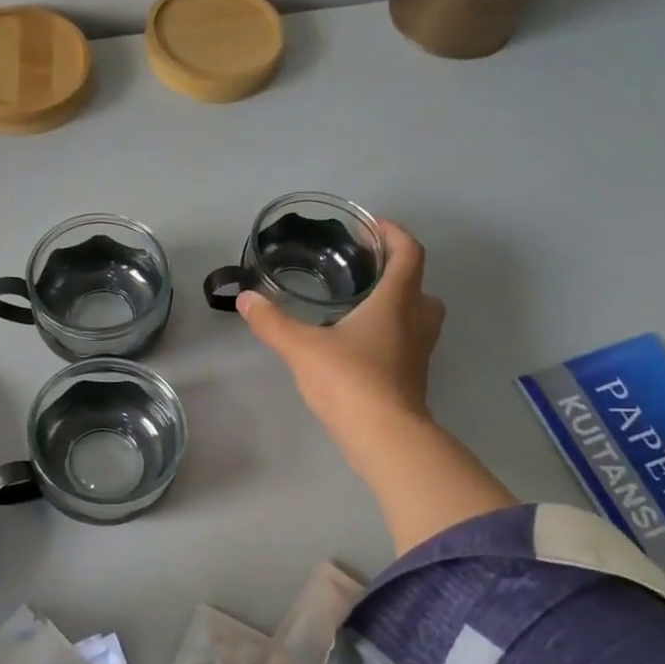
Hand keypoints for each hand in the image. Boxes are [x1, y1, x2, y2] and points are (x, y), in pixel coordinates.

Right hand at [236, 220, 444, 468]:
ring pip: (418, 316)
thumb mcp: (302, 348)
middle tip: (363, 271)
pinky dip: (390, 334)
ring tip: (359, 306)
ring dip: (397, 304)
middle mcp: (416, 321)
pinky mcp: (413, 378)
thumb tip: (246, 298)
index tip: (371, 227)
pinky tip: (358, 345)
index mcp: (397, 301)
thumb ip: (273, 322)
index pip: (409, 252)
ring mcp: (419, 352)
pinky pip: (407, 343)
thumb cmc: (350, 381)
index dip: (393, 233)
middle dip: (396, 272)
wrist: (385, 437)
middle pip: (419, 284)